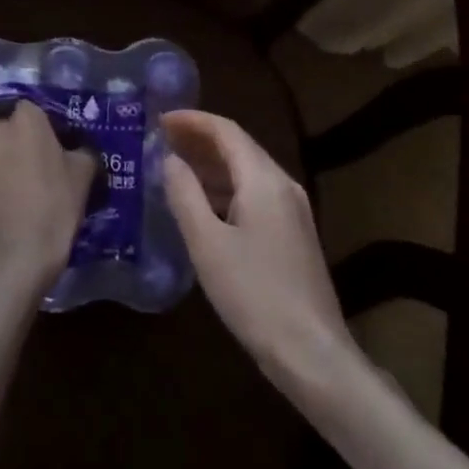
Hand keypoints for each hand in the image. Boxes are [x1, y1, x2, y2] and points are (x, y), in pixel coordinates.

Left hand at [0, 102, 96, 295]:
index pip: (30, 110)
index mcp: (25, 121)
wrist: (18, 257)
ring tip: (8, 195)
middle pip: (5, 132)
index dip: (39, 128)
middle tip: (30, 172)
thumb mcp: (84, 174)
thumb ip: (78, 150)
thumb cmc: (56, 208)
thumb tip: (72, 150)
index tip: (49, 148)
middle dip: (14, 146)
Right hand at [161, 110, 356, 390]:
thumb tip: (169, 160)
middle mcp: (282, 184)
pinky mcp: (292, 233)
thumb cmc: (253, 294)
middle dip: (199, 139)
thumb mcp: (207, 244)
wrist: (310, 350)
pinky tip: (202, 204)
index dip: (192, 120)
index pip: (227, 131)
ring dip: (211, 165)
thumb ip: (185, 195)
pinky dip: (224, 190)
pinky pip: (254, 195)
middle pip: (239, 147)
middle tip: (160, 140)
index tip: (158, 119)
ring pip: (247, 172)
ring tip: (172, 166)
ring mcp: (291, 209)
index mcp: (264, 179)